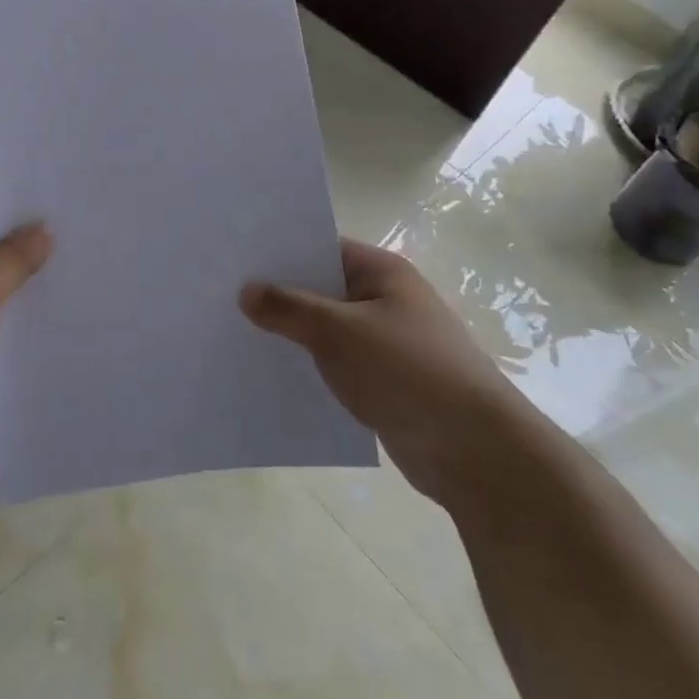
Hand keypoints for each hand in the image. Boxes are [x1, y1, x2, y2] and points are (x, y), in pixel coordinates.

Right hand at [240, 239, 522, 497]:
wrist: (475, 451)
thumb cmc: (407, 371)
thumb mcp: (339, 332)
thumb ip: (288, 308)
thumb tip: (246, 291)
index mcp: (381, 272)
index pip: (321, 247)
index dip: (280, 251)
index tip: (235, 258)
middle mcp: (385, 299)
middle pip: (321, 288)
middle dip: (279, 295)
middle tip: (223, 295)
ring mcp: (386, 342)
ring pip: (326, 329)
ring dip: (292, 334)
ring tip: (236, 333)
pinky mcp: (384, 381)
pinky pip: (336, 363)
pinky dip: (310, 365)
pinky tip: (272, 373)